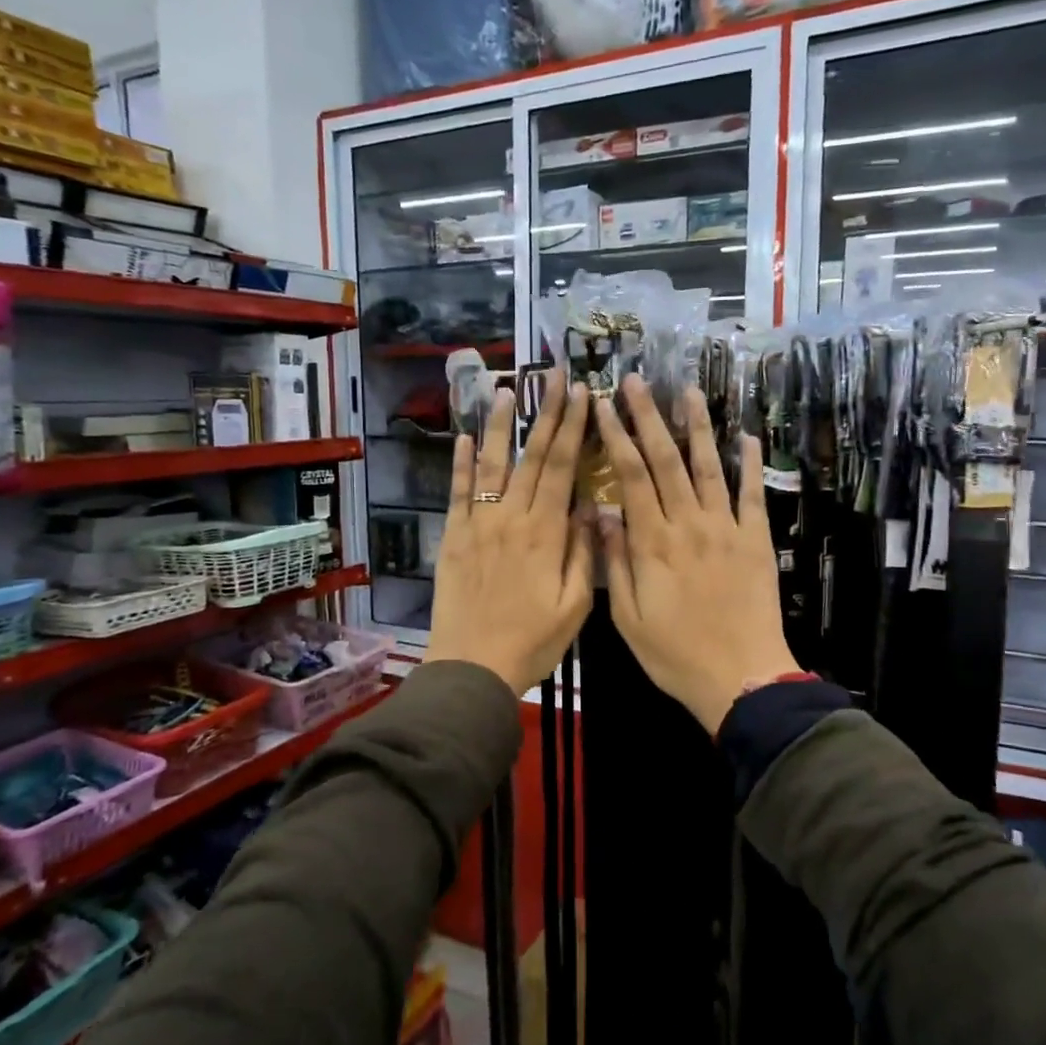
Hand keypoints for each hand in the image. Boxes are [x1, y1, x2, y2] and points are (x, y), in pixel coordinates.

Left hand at [425, 372, 593, 695]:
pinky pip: (458, 493)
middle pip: (531, 456)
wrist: (472, 667)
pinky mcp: (454, 537)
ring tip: (504, 389)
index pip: (563, 468)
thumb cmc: (531, 641)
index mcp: (545, 533)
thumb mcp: (574, 606)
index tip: (583, 395)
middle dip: (545, 413)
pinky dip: (459, 464)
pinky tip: (462, 438)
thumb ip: (584, 553)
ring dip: (497, 425)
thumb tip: (592, 506)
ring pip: (490, 465)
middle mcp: (511, 518)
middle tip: (554, 376)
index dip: (574, 428)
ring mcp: (478, 524)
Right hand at [594, 374, 799, 734]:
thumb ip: (615, 562)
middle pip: (666, 459)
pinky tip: (747, 437)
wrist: (741, 677)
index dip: (617, 437)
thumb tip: (603, 513)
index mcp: (653, 542)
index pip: (630, 475)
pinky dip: (750, 464)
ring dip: (698, 426)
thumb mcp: (628, 617)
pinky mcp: (756, 541)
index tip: (604, 406)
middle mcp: (689, 524)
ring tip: (688, 391)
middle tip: (637, 382)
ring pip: (709, 467)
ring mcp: (726, 528)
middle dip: (649, 417)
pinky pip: (753, 495)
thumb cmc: (675, 654)